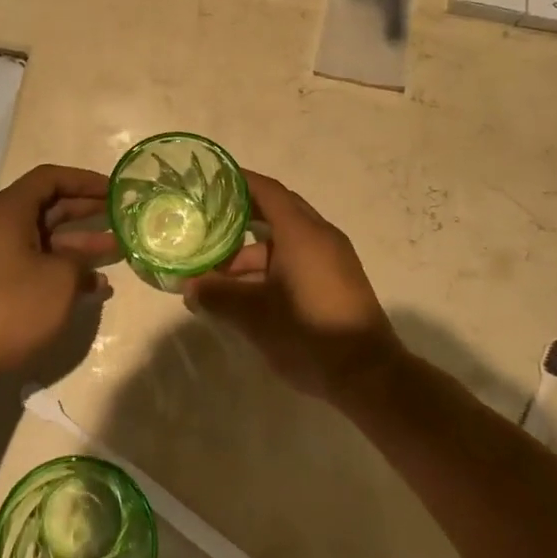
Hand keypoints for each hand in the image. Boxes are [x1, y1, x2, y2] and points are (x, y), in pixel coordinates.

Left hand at [0, 165, 118, 378]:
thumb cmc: (8, 306)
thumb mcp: (58, 280)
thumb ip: (78, 262)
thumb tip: (83, 264)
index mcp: (9, 210)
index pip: (50, 178)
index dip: (84, 180)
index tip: (115, 189)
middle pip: (48, 207)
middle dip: (85, 210)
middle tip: (120, 215)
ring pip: (44, 240)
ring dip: (79, 244)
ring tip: (116, 250)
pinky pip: (34, 266)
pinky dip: (62, 271)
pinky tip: (93, 288)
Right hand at [183, 171, 404, 402]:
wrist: (368, 376)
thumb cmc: (308, 332)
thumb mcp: (253, 315)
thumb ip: (217, 296)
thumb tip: (188, 288)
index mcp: (301, 232)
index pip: (266, 190)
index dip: (238, 182)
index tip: (210, 181)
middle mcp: (319, 237)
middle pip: (275, 213)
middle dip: (239, 219)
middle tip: (205, 224)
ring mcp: (331, 260)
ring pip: (283, 243)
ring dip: (250, 255)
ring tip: (214, 277)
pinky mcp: (335, 282)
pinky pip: (296, 261)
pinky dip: (269, 269)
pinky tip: (243, 295)